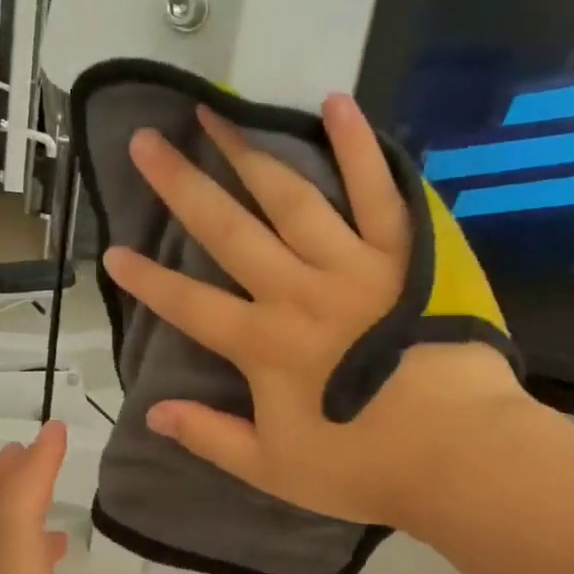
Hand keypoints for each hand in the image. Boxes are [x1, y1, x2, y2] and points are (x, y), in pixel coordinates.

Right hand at [102, 94, 528, 533]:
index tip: (112, 251)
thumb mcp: (274, 469)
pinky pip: (378, 193)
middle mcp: (296, 291)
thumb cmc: (365, 466)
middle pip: (228, 230)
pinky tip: (335, 104)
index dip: (147, 280)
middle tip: (145, 142)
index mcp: (263, 344)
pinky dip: (358, 148)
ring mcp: (351, 266)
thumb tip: (153, 412)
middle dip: (181, 186)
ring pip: (289, 198)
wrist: (460, 453)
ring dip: (248, 153)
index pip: (189, 304)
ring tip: (215, 112)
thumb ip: (211, 437)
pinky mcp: (403, 254)